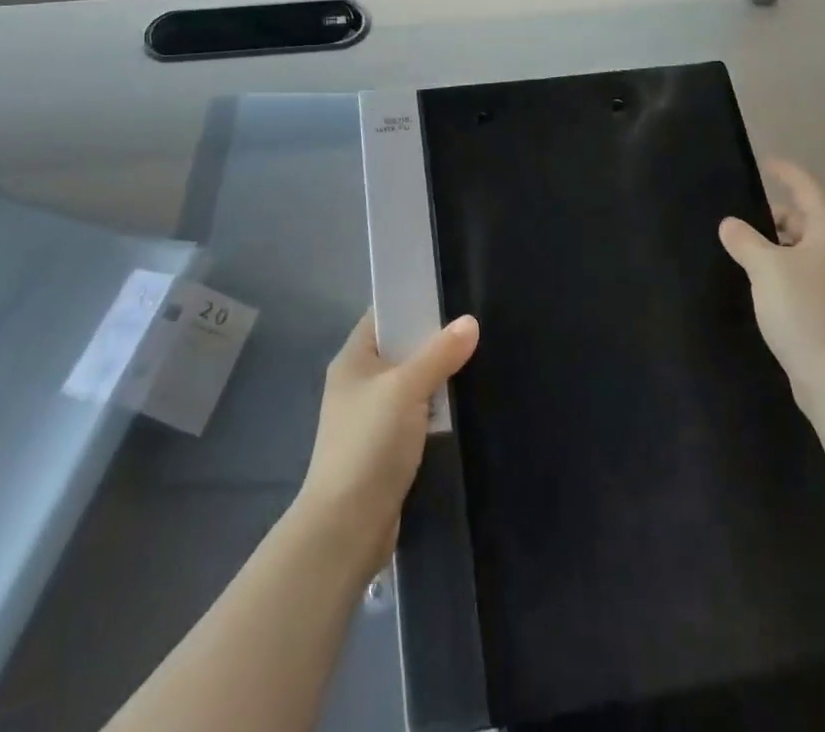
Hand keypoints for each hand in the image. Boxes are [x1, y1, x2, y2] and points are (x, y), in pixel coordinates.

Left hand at [293, 310, 479, 574]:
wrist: (346, 527)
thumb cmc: (369, 444)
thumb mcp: (406, 389)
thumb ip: (439, 354)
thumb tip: (470, 322)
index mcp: (353, 359)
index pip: (383, 315)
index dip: (412, 303)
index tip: (451, 297)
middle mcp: (358, 383)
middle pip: (401, 350)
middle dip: (434, 344)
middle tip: (475, 331)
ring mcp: (370, 418)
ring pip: (411, 386)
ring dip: (438, 381)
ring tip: (478, 364)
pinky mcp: (384, 449)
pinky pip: (415, 417)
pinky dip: (435, 413)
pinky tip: (463, 409)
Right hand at [719, 159, 824, 409]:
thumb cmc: (805, 310)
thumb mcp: (765, 268)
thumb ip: (744, 240)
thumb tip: (731, 224)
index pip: (805, 188)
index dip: (785, 172)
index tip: (765, 163)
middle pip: (805, 220)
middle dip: (773, 219)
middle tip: (739, 226)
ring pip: (806, 250)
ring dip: (778, 249)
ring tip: (745, 256)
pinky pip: (810, 275)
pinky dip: (788, 272)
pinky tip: (765, 287)